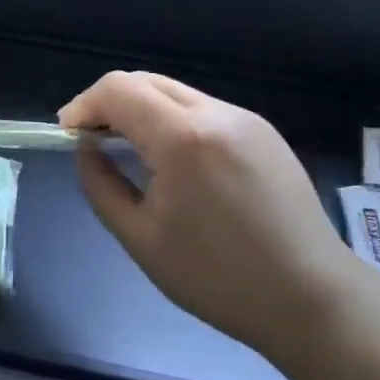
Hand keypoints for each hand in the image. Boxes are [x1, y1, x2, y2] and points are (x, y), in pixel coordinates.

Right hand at [59, 71, 348, 346]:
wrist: (312, 298)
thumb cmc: (218, 278)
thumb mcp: (141, 238)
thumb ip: (101, 185)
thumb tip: (86, 150)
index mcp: (182, 137)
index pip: (118, 89)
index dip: (83, 104)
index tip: (67, 135)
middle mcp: (215, 113)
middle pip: (146, 81)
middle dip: (110, 103)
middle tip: (92, 140)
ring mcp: (245, 119)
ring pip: (176, 92)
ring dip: (143, 110)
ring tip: (130, 150)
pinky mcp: (264, 132)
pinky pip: (205, 110)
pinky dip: (175, 121)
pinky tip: (175, 161)